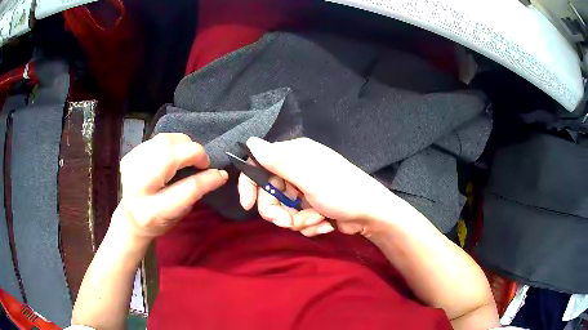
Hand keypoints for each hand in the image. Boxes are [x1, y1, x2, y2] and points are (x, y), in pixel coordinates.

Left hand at [117, 133, 227, 241]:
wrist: (130, 217)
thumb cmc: (157, 221)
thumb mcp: (179, 215)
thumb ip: (195, 193)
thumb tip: (217, 173)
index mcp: (153, 210)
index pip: (186, 189)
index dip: (207, 178)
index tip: (221, 173)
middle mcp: (138, 185)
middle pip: (171, 156)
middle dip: (193, 152)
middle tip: (202, 161)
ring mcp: (130, 166)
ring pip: (164, 141)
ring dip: (183, 144)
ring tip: (189, 155)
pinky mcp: (129, 155)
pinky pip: (156, 139)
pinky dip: (171, 143)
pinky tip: (173, 153)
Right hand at [238, 137, 398, 236]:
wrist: (371, 215)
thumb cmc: (342, 191)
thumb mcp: (307, 176)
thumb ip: (276, 160)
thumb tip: (249, 141)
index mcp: (295, 154)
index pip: (259, 164)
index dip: (250, 185)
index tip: (247, 205)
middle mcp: (297, 169)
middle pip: (269, 193)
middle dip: (278, 211)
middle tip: (288, 222)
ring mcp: (304, 190)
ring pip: (282, 210)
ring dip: (298, 220)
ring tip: (317, 219)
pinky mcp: (311, 206)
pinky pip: (297, 218)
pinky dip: (309, 224)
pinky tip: (325, 223)